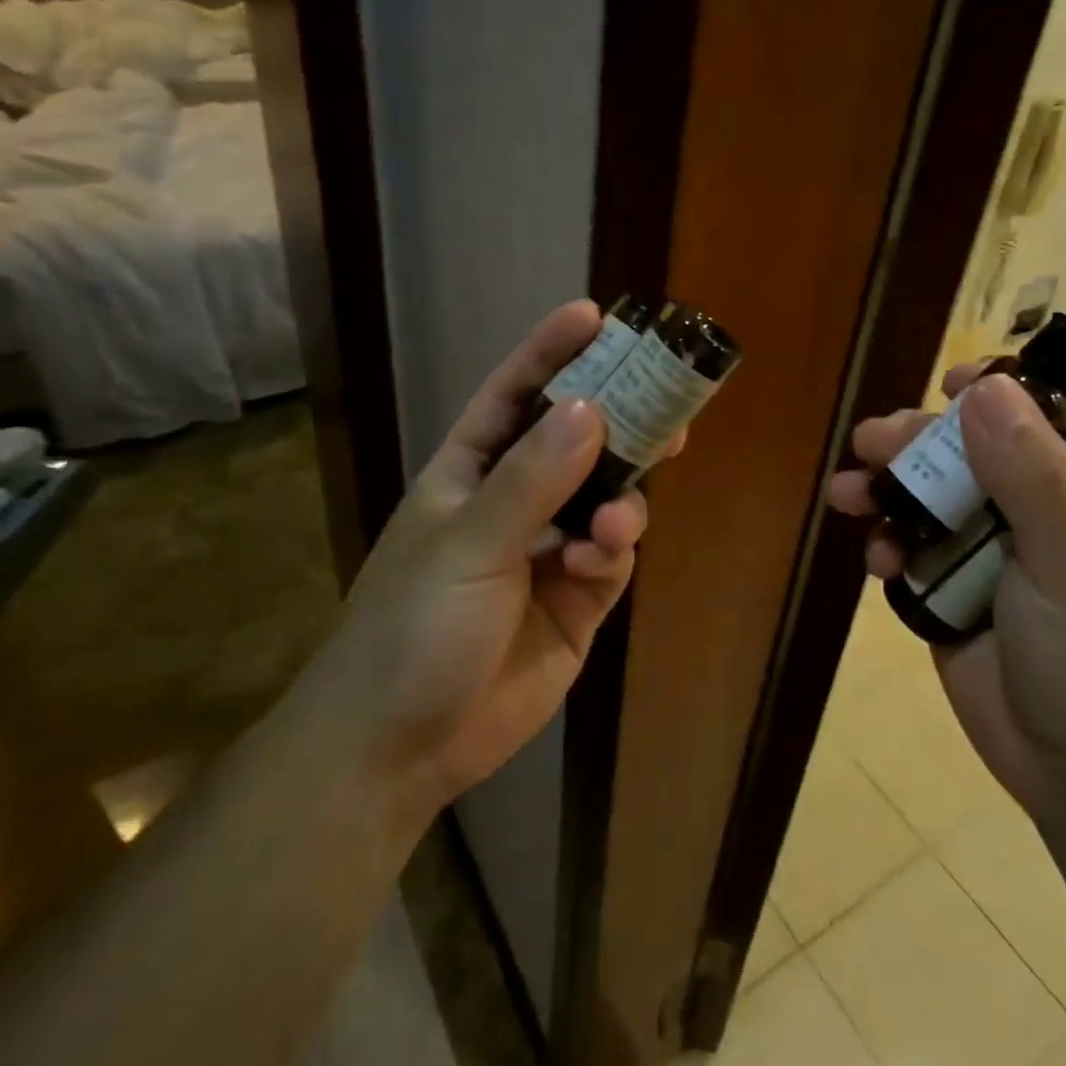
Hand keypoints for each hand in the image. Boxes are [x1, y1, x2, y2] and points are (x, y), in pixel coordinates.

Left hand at [293, 301, 677, 830]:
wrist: (399, 749)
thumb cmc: (412, 628)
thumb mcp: (467, 545)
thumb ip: (531, 480)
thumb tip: (593, 410)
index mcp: (472, 471)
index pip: (516, 394)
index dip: (553, 352)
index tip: (596, 316)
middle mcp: (515, 501)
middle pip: (578, 441)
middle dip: (619, 419)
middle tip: (667, 397)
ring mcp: (549, 550)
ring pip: (606, 498)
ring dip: (621, 498)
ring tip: (620, 519)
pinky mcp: (577, 600)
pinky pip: (610, 556)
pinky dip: (612, 552)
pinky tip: (596, 564)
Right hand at [827, 366, 1065, 817]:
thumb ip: (1033, 475)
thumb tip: (984, 389)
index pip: (1051, 416)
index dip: (1004, 391)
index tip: (950, 383)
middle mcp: (1040, 516)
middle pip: (970, 453)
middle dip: (917, 444)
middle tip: (870, 444)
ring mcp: (992, 557)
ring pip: (930, 501)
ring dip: (887, 492)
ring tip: (847, 494)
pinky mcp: (952, 596)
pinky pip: (911, 552)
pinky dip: (888, 548)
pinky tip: (878, 565)